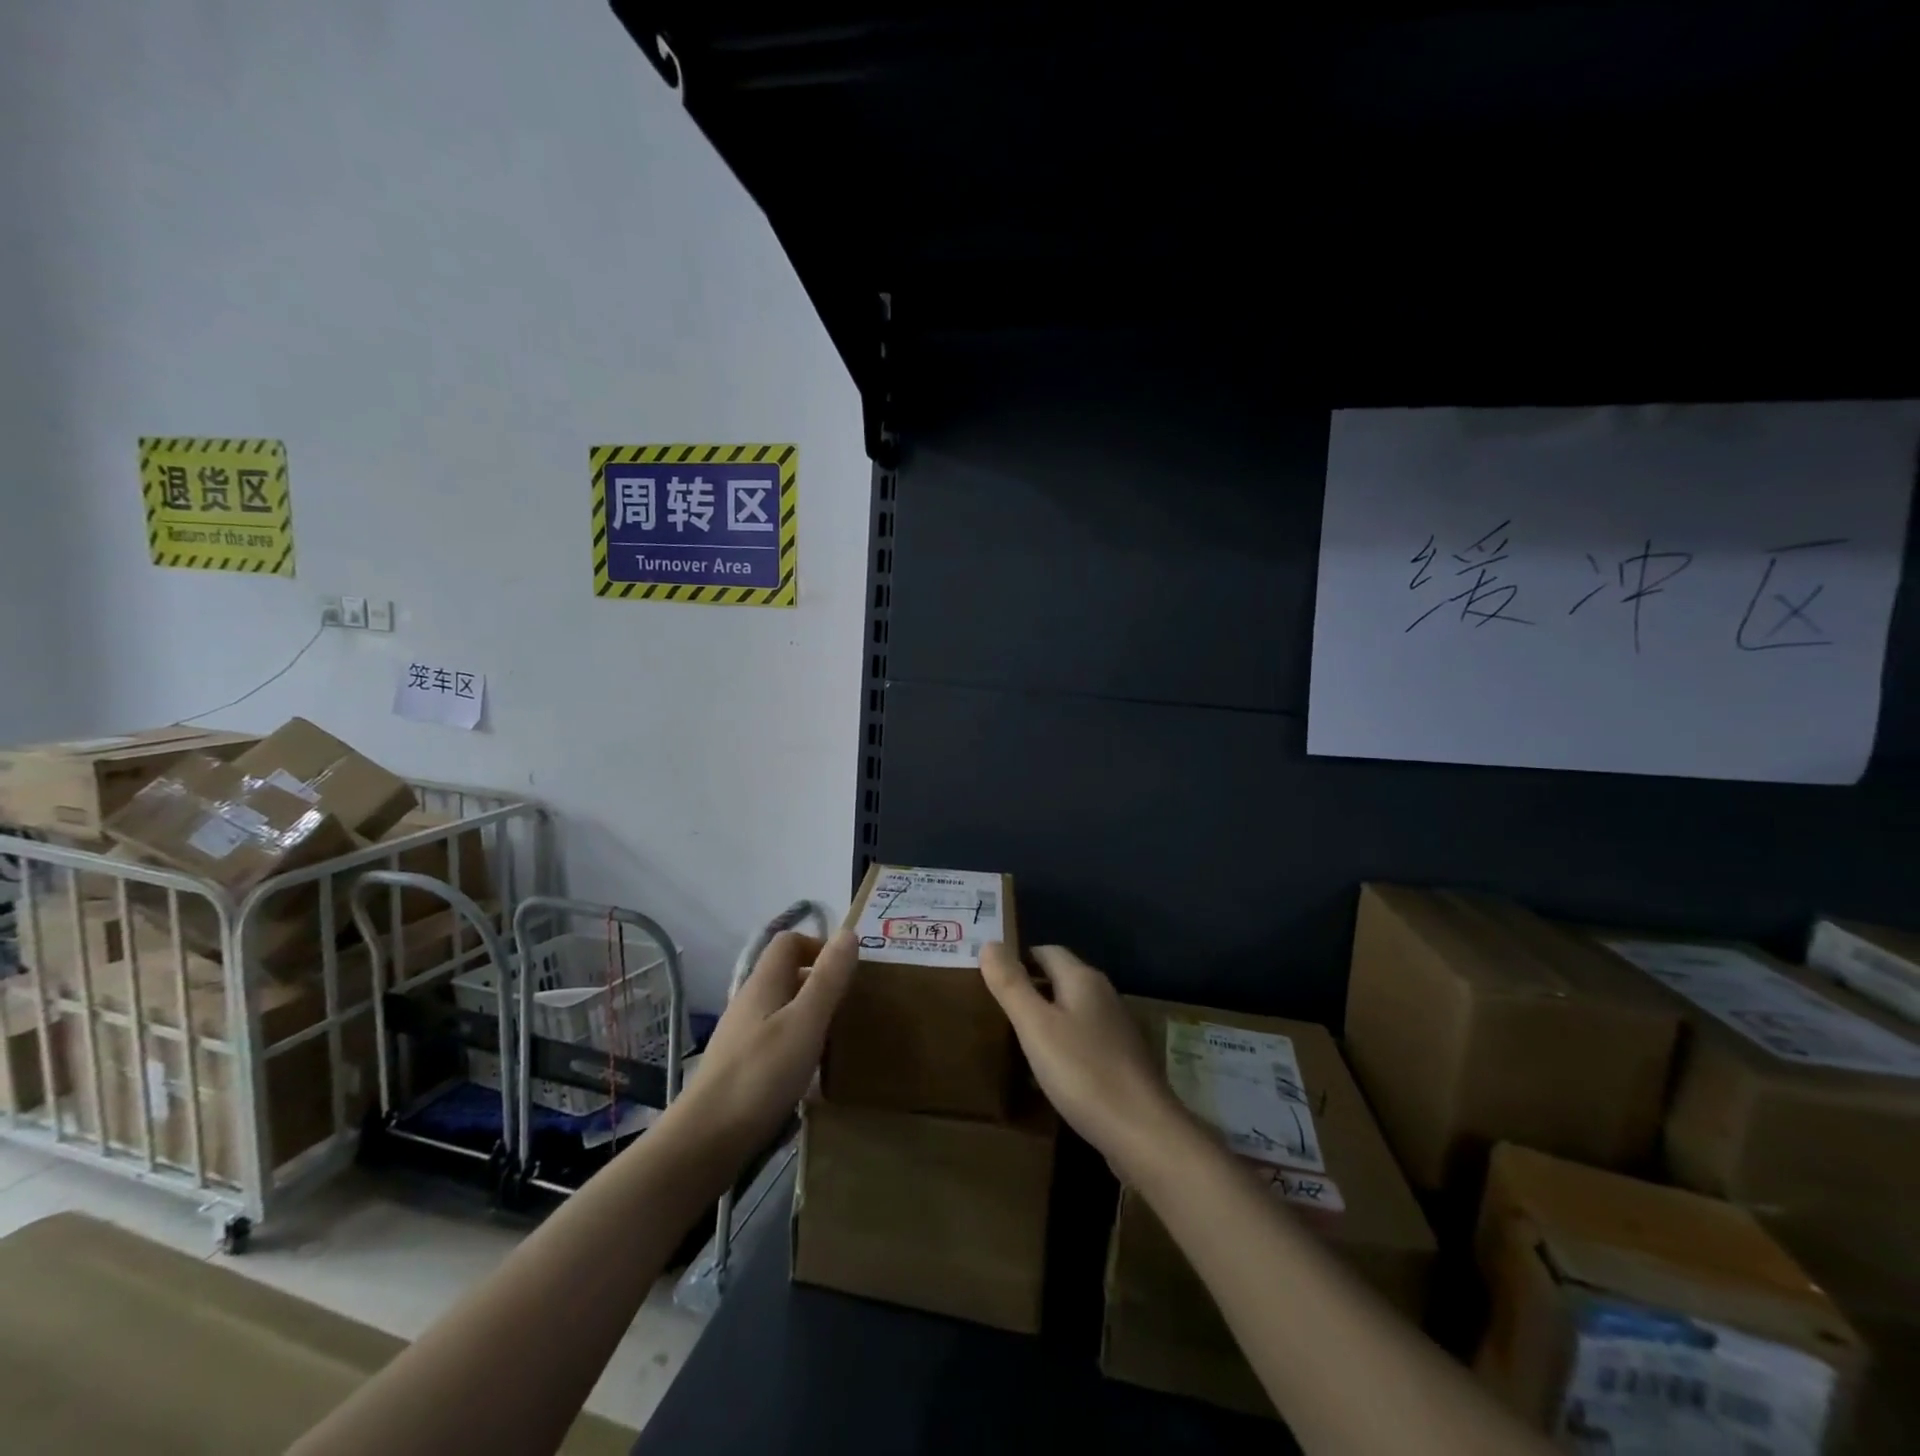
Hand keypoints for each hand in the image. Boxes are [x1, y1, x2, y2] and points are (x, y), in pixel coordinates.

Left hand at [679, 929, 856, 1152]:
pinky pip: (776, 1039)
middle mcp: (750, 1002)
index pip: (789, 942)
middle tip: (852, 1006)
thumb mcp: (805, 1022)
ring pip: (782, 1009)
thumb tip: (848, 932)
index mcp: (763, 984)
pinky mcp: (741, 1067)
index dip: (819, 946)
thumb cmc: (761, 1075)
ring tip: (838, 1038)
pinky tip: (811, 1071)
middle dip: (821, 982)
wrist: (706, 1141)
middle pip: (787, 975)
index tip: (847, 972)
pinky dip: (798, 1044)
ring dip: (811, 1015)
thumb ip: (828, 979)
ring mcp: (742, 1036)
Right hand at [981, 943, 1193, 1184]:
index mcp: (1083, 979)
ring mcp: (1116, 1028)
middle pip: (1060, 978)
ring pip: (1072, 1010)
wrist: (1142, 1131)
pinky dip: (1062, 1044)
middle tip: (994, 1008)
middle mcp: (1103, 994)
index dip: (1017, 959)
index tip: (990, 977)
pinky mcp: (1121, 1059)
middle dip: (1030, 988)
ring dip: (1045, 1018)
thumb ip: (1011, 984)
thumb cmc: (1083, 1071)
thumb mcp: (1035, 1026)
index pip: (1045, 951)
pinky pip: (1083, 1039)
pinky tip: (1047, 1069)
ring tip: (1014, 1038)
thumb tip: (989, 943)